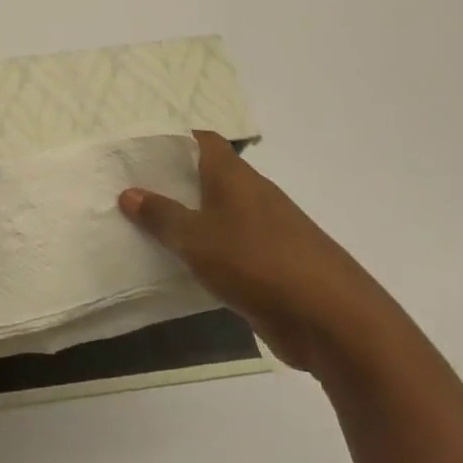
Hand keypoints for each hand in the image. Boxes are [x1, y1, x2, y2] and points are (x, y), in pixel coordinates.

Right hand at [119, 131, 396, 376]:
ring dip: (186, 221)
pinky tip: (177, 265)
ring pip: (215, 215)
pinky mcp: (271, 265)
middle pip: (205, 177)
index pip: (201, 140)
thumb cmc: (258, 263)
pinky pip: (227, 248)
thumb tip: (129, 192)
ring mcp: (265, 231)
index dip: (171, 140)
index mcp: (234, 176)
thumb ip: (161, 216)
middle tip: (128, 191)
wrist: (333, 322)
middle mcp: (251, 195)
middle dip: (170, 183)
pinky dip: (204, 252)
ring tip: (142, 228)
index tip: (137, 152)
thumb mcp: (196, 238)